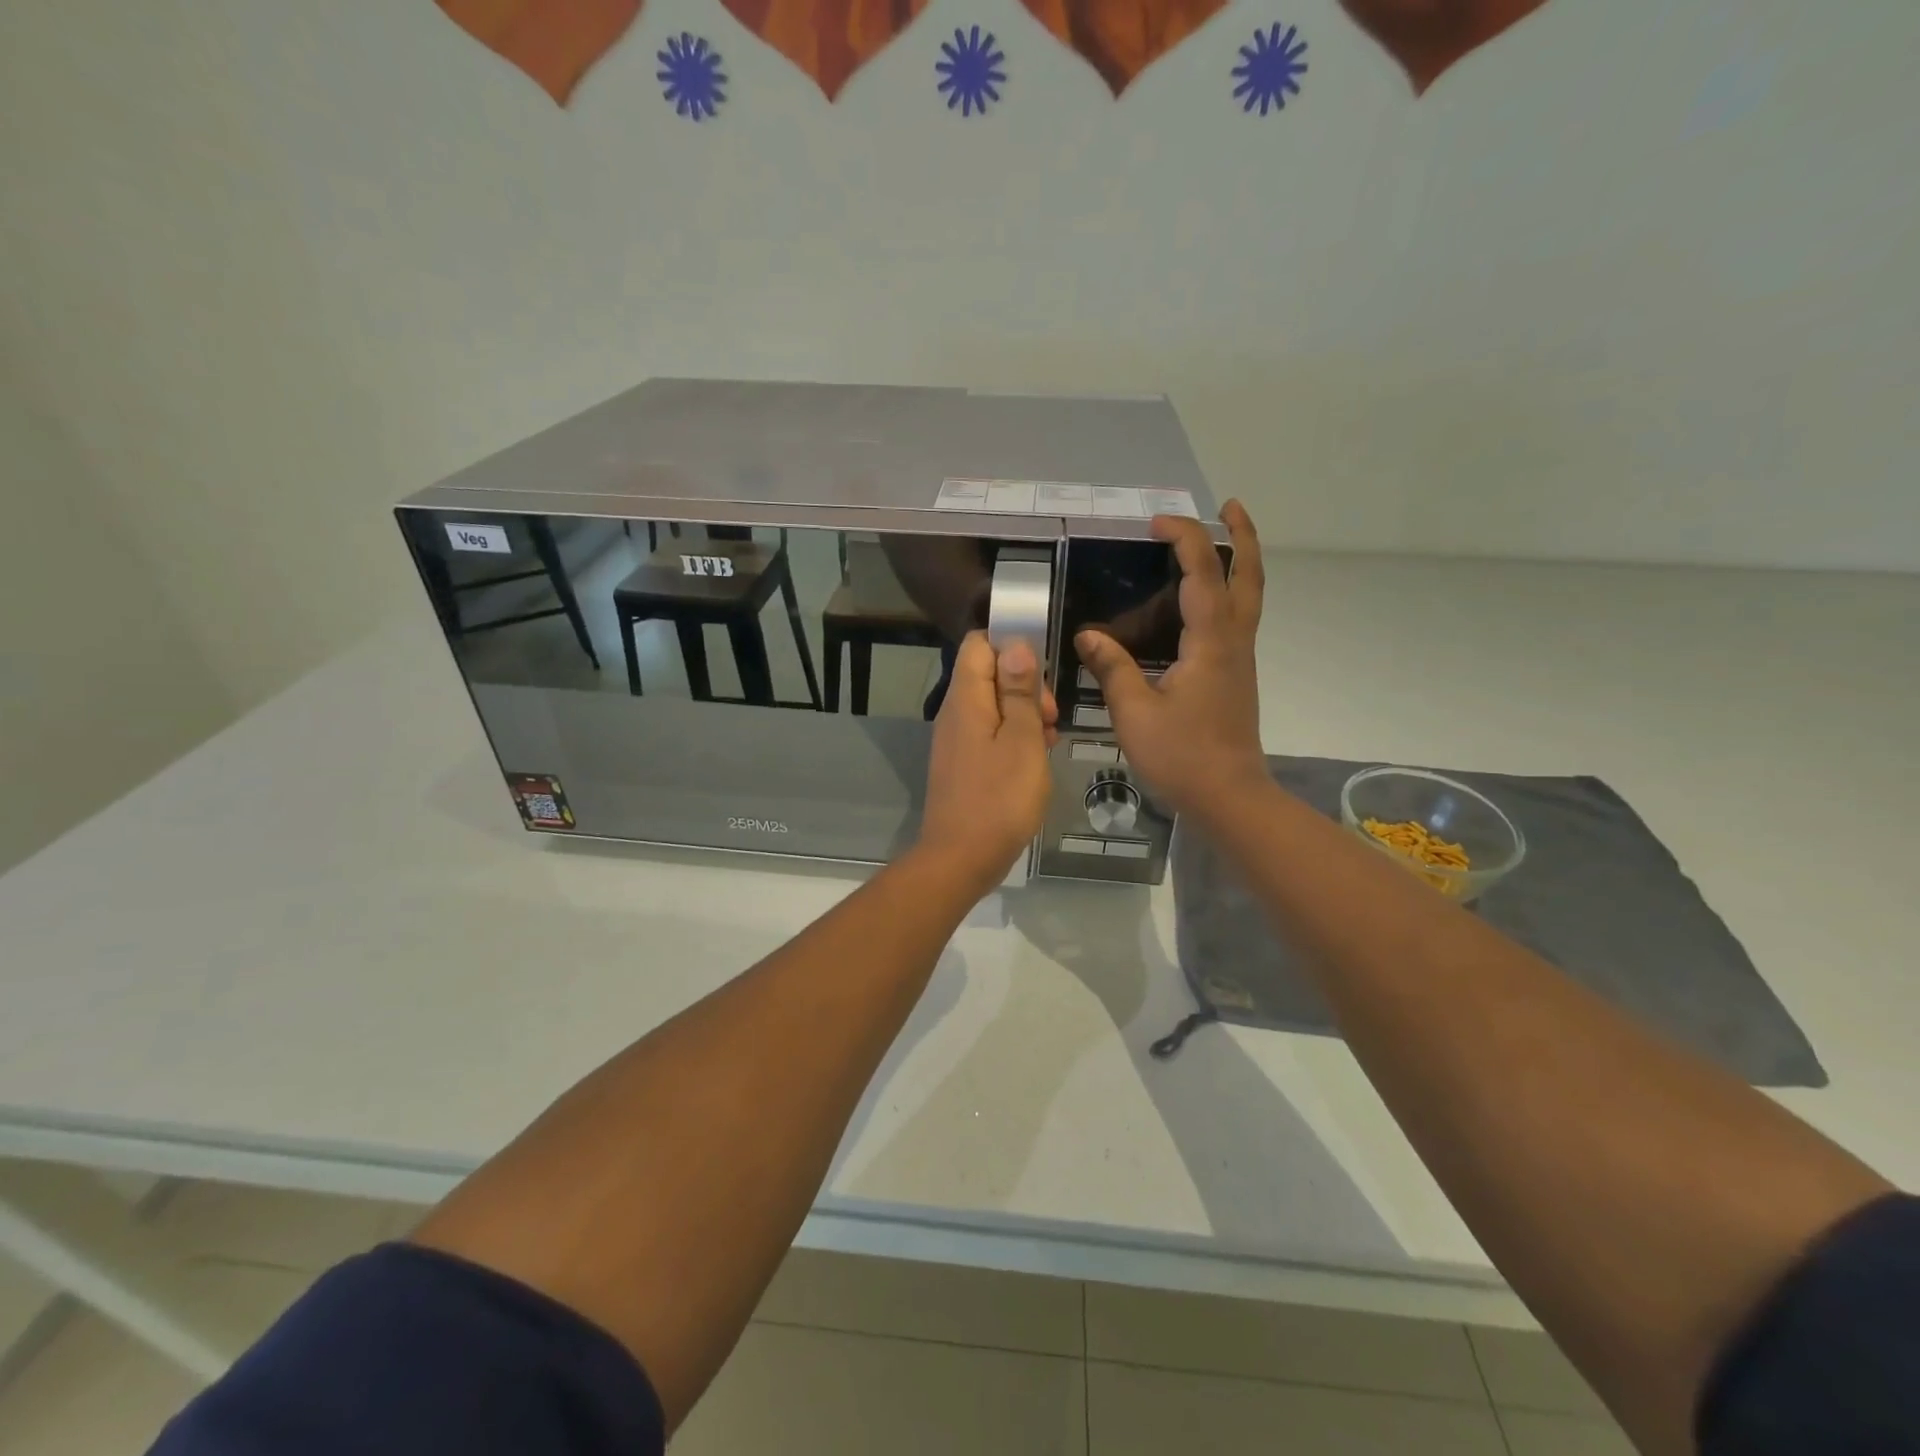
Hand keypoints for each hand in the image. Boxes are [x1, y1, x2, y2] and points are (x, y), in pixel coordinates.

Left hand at [916, 633, 1058, 889]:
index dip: (1012, 644)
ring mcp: (955, 740)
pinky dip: (1014, 738)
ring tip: (1050, 741)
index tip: (1044, 668)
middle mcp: (954, 713)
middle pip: (989, 674)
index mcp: (966, 698)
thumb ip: (1019, 692)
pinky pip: (989, 734)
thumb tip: (1016, 645)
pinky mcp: (961, 763)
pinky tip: (1035, 761)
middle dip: (1025, 684)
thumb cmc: (999, 798)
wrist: (961, 859)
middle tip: (1052, 716)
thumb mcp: (1023, 740)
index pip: (979, 643)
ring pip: (993, 706)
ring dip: (1024, 714)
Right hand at [1076, 500, 1267, 823]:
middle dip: (1243, 536)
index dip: (1185, 540)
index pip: (1203, 573)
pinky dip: (1227, 592)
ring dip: (1240, 561)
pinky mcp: (1236, 676)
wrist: (1229, 796)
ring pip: (1249, 596)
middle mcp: (1234, 641)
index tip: (1157, 523)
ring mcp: (1240, 659)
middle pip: (1249, 575)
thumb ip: (1112, 668)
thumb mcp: (1134, 713)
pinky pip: (1238, 618)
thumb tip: (1087, 636)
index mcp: (1210, 642)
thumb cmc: (1182, 756)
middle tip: (1230, 506)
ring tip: (1218, 540)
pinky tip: (1200, 602)